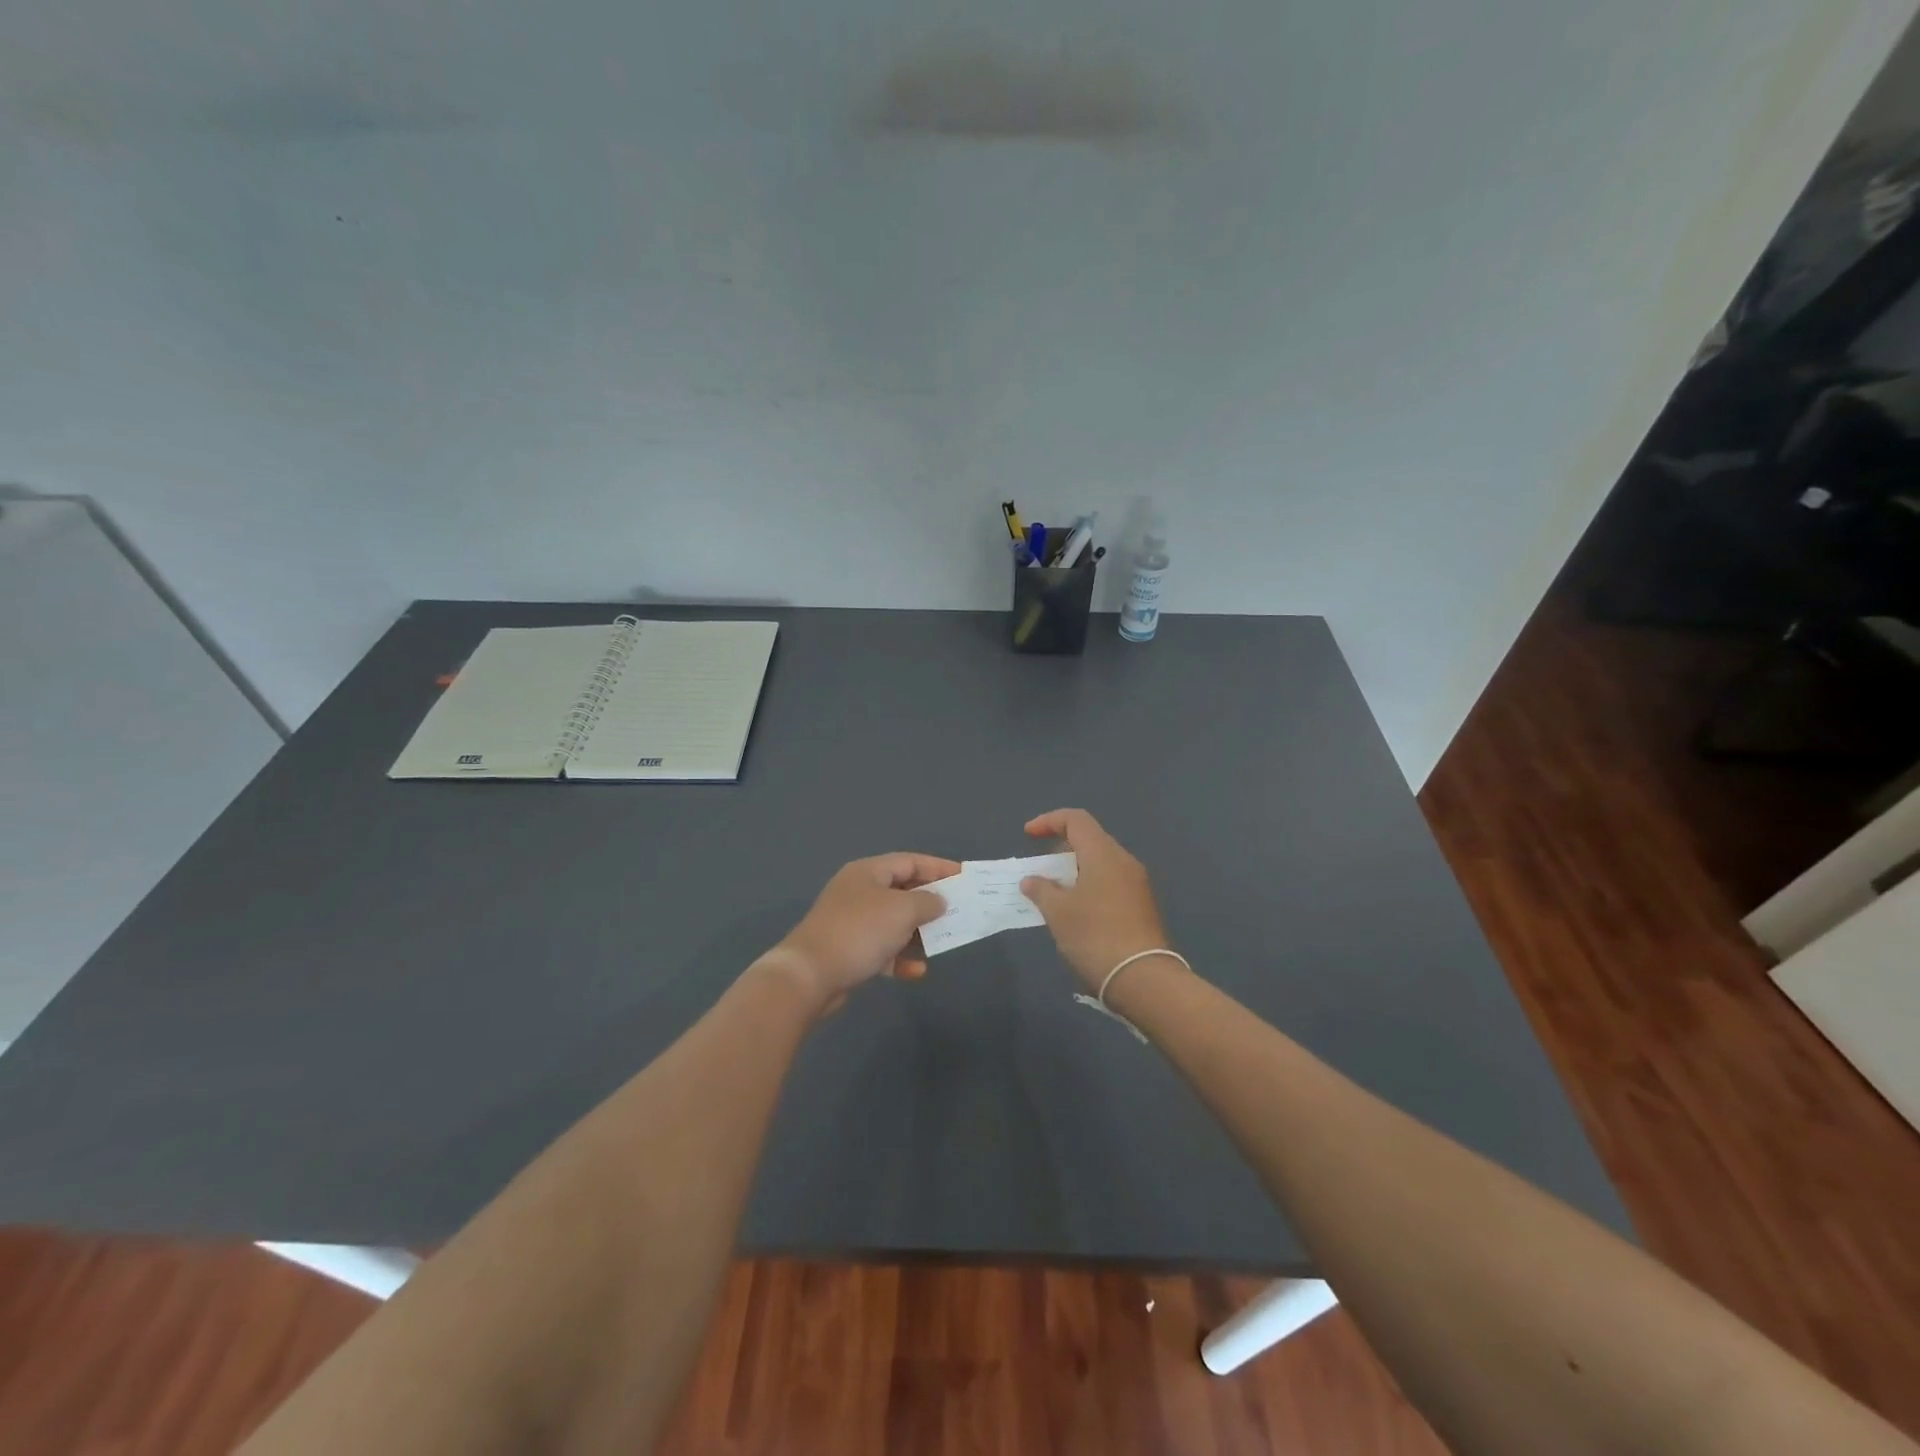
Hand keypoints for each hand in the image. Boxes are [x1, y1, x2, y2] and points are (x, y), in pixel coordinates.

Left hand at [765, 852, 960, 1014]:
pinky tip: (916, 970)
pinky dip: (900, 957)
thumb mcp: (902, 910)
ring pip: (894, 922)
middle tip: (958, 911)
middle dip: (930, 903)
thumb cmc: (860, 932)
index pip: (910, 861)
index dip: (938, 867)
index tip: (964, 877)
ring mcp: (851, 922)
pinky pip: (882, 949)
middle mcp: (858, 892)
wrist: (810, 975)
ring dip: (918, 932)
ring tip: (942, 942)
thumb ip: (927, 902)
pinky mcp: (848, 951)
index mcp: (868, 872)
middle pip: (902, 891)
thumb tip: (938, 901)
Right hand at [1020, 809, 1170, 991]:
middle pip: (1090, 839)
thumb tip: (1031, 880)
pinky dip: (1088, 886)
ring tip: (1053, 892)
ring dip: (1074, 870)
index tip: (1028, 835)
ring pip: (1100, 863)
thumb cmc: (1095, 936)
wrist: (1143, 978)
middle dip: (1060, 848)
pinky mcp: (1141, 906)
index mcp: (1103, 854)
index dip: (1049, 821)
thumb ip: (1041, 890)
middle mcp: (1124, 861)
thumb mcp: (1058, 912)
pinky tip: (1075, 910)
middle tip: (1040, 867)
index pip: (1076, 819)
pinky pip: (1110, 882)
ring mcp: (1137, 884)